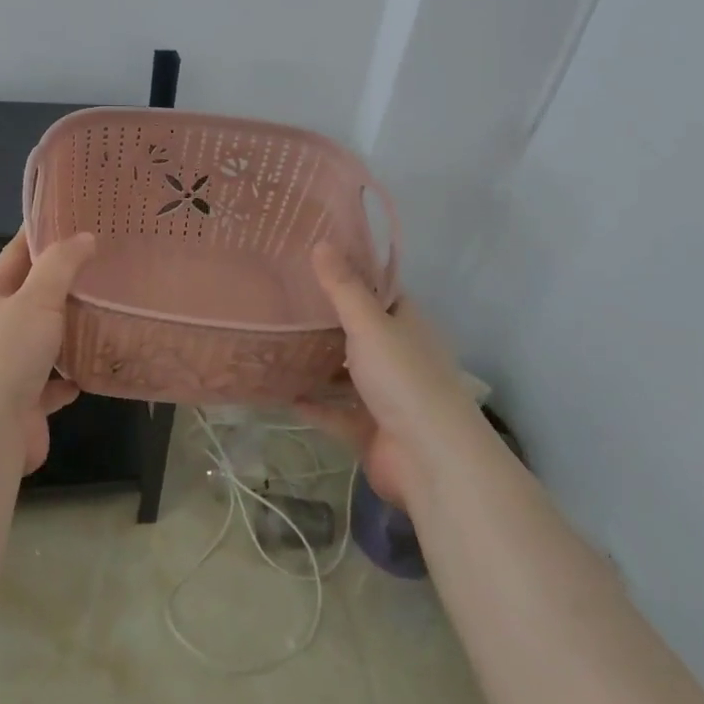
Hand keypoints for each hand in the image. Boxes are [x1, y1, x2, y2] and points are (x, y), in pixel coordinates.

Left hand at [0, 228, 97, 473]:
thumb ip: (60, 266)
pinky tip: (96, 366)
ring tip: (109, 310)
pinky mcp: (25, 403)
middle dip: (65, 282)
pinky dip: (72, 375)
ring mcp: (8, 368)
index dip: (44, 234)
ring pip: (45, 340)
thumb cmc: (5, 355)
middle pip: (33, 297)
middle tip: (107, 263)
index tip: (77, 218)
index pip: (17, 254)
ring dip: (71, 329)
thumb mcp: (35, 299)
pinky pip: (54, 382)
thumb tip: (84, 236)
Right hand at [300, 243, 489, 508]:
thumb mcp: (370, 325)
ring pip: (344, 372)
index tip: (310, 258)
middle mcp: (397, 356)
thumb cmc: (404, 380)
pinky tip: (278, 392)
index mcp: (406, 325)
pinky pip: (333, 411)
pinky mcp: (368, 429)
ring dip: (315, 362)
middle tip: (279, 297)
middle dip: (323, 319)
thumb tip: (321, 242)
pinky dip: (311, 403)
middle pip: (357, 331)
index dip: (349, 274)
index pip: (378, 291)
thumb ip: (344, 287)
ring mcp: (383, 395)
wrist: (431, 461)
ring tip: (273, 340)